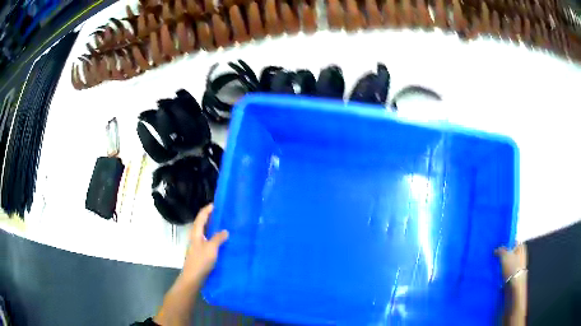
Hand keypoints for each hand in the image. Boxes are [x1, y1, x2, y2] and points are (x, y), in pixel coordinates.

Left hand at [182, 204, 228, 283]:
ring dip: (212, 226)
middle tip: (222, 213)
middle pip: (202, 222)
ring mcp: (197, 244)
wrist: (193, 277)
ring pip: (205, 231)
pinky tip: (222, 240)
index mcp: (196, 233)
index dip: (207, 209)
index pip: (201, 216)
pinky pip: (208, 239)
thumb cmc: (201, 261)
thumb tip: (225, 231)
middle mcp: (195, 236)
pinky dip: (214, 236)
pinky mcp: (200, 252)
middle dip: (210, 216)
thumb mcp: (211, 248)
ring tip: (224, 224)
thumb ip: (218, 238)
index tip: (216, 204)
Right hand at [495, 243, 526, 289]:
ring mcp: (517, 265)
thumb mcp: (505, 255)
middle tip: (493, 257)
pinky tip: (496, 273)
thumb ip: (500, 250)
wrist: (515, 286)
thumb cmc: (512, 267)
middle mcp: (520, 254)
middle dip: (501, 255)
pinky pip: (506, 270)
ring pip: (507, 262)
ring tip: (493, 266)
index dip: (504, 243)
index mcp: (521, 246)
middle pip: (509, 252)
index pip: (512, 242)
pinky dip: (501, 271)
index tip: (496, 247)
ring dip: (501, 264)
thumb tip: (496, 249)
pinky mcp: (513, 274)